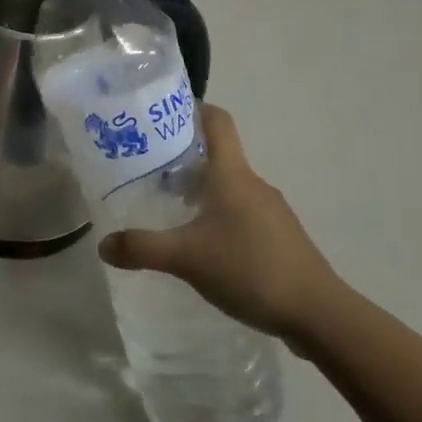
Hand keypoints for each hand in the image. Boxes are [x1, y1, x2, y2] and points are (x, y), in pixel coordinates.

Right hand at [98, 105, 337, 341]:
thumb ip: (142, 248)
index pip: (216, 120)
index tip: (161, 114)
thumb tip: (103, 245)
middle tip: (148, 169)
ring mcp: (270, 211)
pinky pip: (240, 213)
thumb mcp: (186, 258)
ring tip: (169, 210)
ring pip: (228, 186)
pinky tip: (202, 246)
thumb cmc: (250, 268)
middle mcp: (252, 184)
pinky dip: (217, 216)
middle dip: (183, 157)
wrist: (318, 313)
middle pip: (217, 154)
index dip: (192, 108)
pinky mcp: (278, 237)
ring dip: (200, 190)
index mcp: (232, 174)